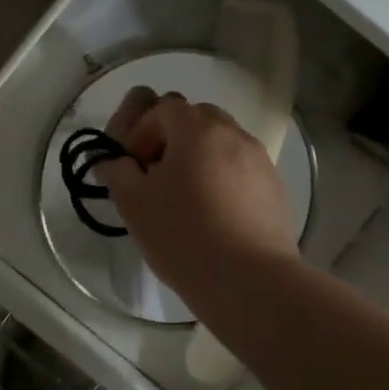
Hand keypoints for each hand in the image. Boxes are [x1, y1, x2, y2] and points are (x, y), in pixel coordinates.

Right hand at [98, 88, 299, 296]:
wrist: (249, 281)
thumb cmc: (182, 234)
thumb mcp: (133, 202)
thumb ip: (117, 172)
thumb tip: (113, 161)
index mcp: (197, 129)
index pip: (163, 108)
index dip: (142, 132)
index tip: (135, 167)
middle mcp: (233, 134)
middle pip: (197, 119)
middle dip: (173, 138)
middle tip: (159, 176)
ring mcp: (260, 161)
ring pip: (223, 143)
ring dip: (200, 157)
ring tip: (188, 198)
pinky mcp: (275, 189)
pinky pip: (242, 169)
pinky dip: (224, 179)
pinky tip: (215, 215)